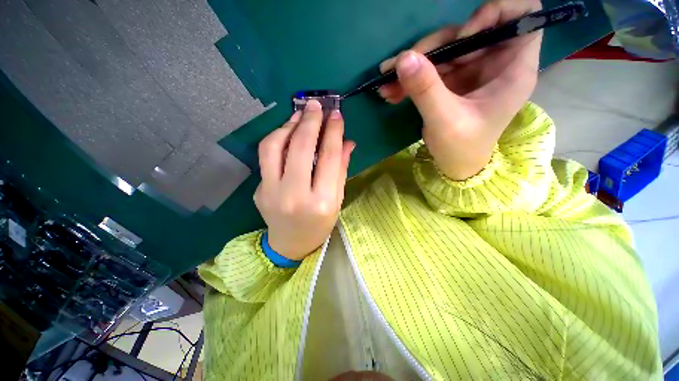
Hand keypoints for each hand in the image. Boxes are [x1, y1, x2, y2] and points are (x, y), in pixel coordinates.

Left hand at [255, 100, 354, 260]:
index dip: (333, 132)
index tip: (336, 115)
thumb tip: (347, 141)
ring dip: (287, 126)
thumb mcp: (337, 199)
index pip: (327, 157)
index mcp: (321, 201)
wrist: (291, 243)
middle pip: (300, 148)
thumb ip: (340, 169)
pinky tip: (287, 132)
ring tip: (299, 115)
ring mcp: (271, 192)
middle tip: (316, 105)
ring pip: (274, 147)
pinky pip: (266, 157)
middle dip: (309, 121)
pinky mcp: (259, 190)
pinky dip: (277, 139)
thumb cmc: (320, 224)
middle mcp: (294, 195)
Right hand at [379, 0, 541, 179]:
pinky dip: (409, 78)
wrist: (453, 166)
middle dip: (431, 47)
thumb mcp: (445, 121)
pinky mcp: (451, 81)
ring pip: (442, 50)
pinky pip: (429, 69)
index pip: (523, 15)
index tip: (464, 36)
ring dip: (412, 65)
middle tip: (400, 67)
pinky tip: (391, 92)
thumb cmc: (461, 148)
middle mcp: (493, 63)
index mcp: (512, 69)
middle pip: (467, 32)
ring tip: (386, 82)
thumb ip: (426, 89)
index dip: (494, 14)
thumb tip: (404, 58)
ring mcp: (470, 71)